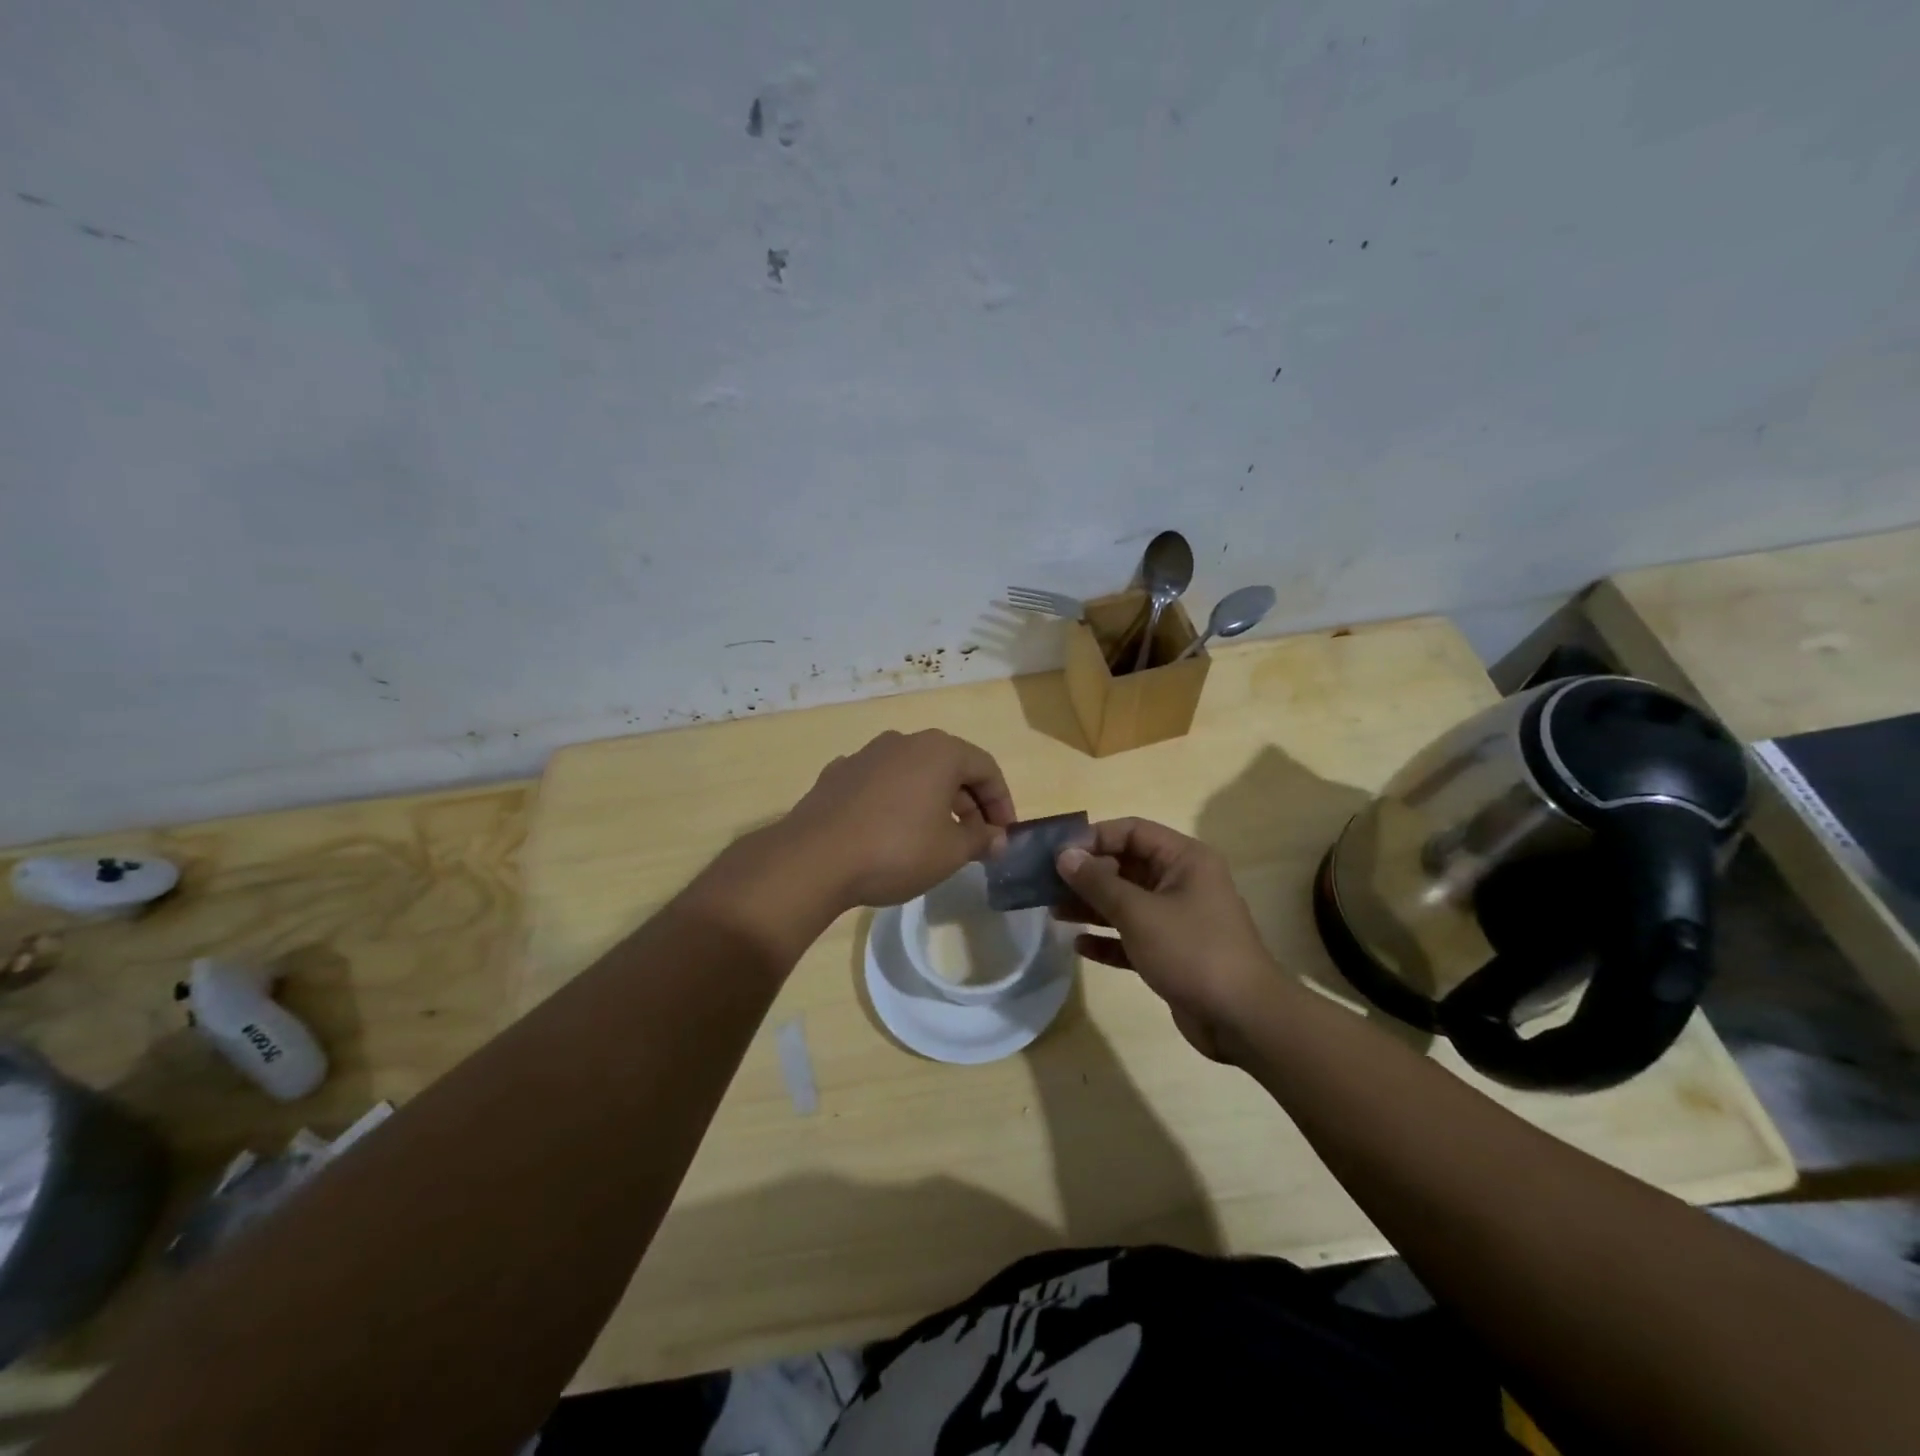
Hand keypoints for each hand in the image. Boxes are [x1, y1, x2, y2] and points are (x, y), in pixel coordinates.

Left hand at [779, 730, 1016, 909]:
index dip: (1001, 802)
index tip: (1003, 835)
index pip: (986, 768)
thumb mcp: (950, 851)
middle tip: (974, 841)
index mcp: (939, 751)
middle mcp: (904, 742)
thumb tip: (998, 838)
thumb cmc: (896, 850)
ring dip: (933, 801)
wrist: (814, 858)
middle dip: (968, 804)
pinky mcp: (838, 774)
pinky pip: (881, 784)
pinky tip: (890, 832)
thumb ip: (981, 840)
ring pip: (914, 774)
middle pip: (950, 767)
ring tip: (934, 838)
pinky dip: (896, 802)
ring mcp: (866, 755)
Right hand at [1055, 818, 1287, 1061]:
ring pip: (1126, 903)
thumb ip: (1098, 882)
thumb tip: (1064, 855)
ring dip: (1092, 906)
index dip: (1094, 838)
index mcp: (1184, 860)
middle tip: (1046, 885)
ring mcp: (1178, 919)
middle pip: (1126, 866)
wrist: (1243, 1019)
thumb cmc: (1192, 951)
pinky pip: (1132, 937)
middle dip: (1087, 874)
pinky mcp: (1172, 953)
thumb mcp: (1139, 912)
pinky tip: (1079, 945)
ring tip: (1053, 912)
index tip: (1057, 854)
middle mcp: (1182, 882)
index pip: (1132, 831)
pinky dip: (1108, 938)